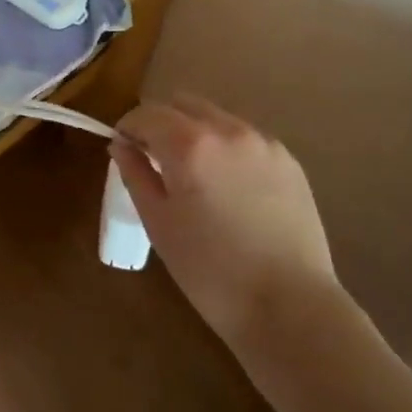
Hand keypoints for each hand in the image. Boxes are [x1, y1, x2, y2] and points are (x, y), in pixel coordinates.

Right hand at [110, 95, 340, 350]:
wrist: (291, 308)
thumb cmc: (211, 271)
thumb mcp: (159, 224)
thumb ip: (135, 174)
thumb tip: (121, 144)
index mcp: (189, 144)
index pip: (146, 114)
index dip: (128, 128)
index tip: (125, 150)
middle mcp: (226, 129)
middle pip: (181, 104)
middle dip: (162, 123)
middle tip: (156, 160)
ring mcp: (262, 142)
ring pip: (215, 117)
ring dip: (196, 132)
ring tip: (197, 175)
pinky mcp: (288, 160)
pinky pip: (245, 138)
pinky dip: (227, 148)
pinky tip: (231, 188)